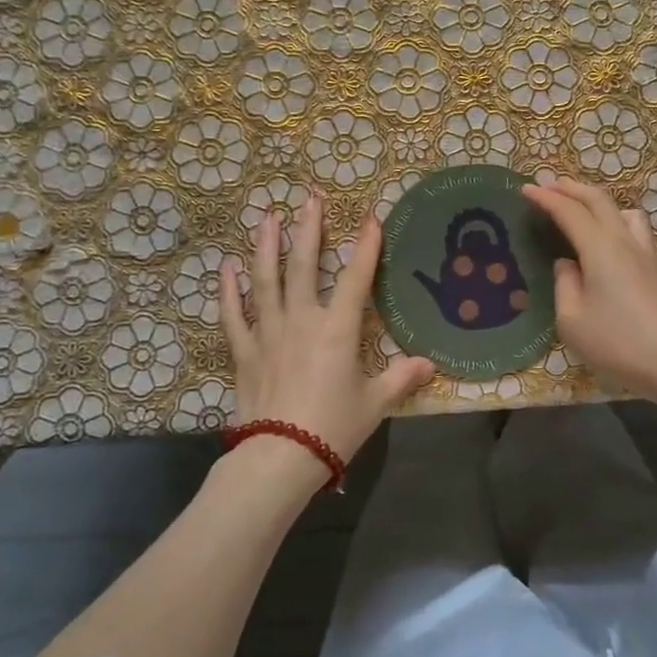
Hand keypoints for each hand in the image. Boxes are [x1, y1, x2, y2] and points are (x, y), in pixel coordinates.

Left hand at [221, 193, 434, 469]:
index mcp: (337, 330)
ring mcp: (268, 332)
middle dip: (309, 230)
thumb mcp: (375, 402)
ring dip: (266, 246)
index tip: (371, 217)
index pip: (356, 279)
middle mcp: (302, 320)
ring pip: (265, 280)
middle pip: (304, 266)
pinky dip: (228, 290)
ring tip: (267, 217)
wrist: (281, 457)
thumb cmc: (334, 427)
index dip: (366, 247)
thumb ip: (401, 378)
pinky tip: (226, 267)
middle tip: (308, 198)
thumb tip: (430, 364)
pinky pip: (233, 315)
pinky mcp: (244, 351)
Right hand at [521, 177, 656, 414]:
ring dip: (597, 201)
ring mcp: (644, 252)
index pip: (569, 210)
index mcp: (599, 248)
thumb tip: (567, 264)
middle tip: (548, 186)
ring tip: (580, 209)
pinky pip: (633, 228)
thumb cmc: (618, 342)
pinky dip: (613, 219)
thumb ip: (564, 284)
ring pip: (621, 210)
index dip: (545, 197)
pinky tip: (606, 239)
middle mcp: (623, 240)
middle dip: (570, 188)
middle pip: (597, 199)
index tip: (525, 190)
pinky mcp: (655, 268)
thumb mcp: (572, 319)